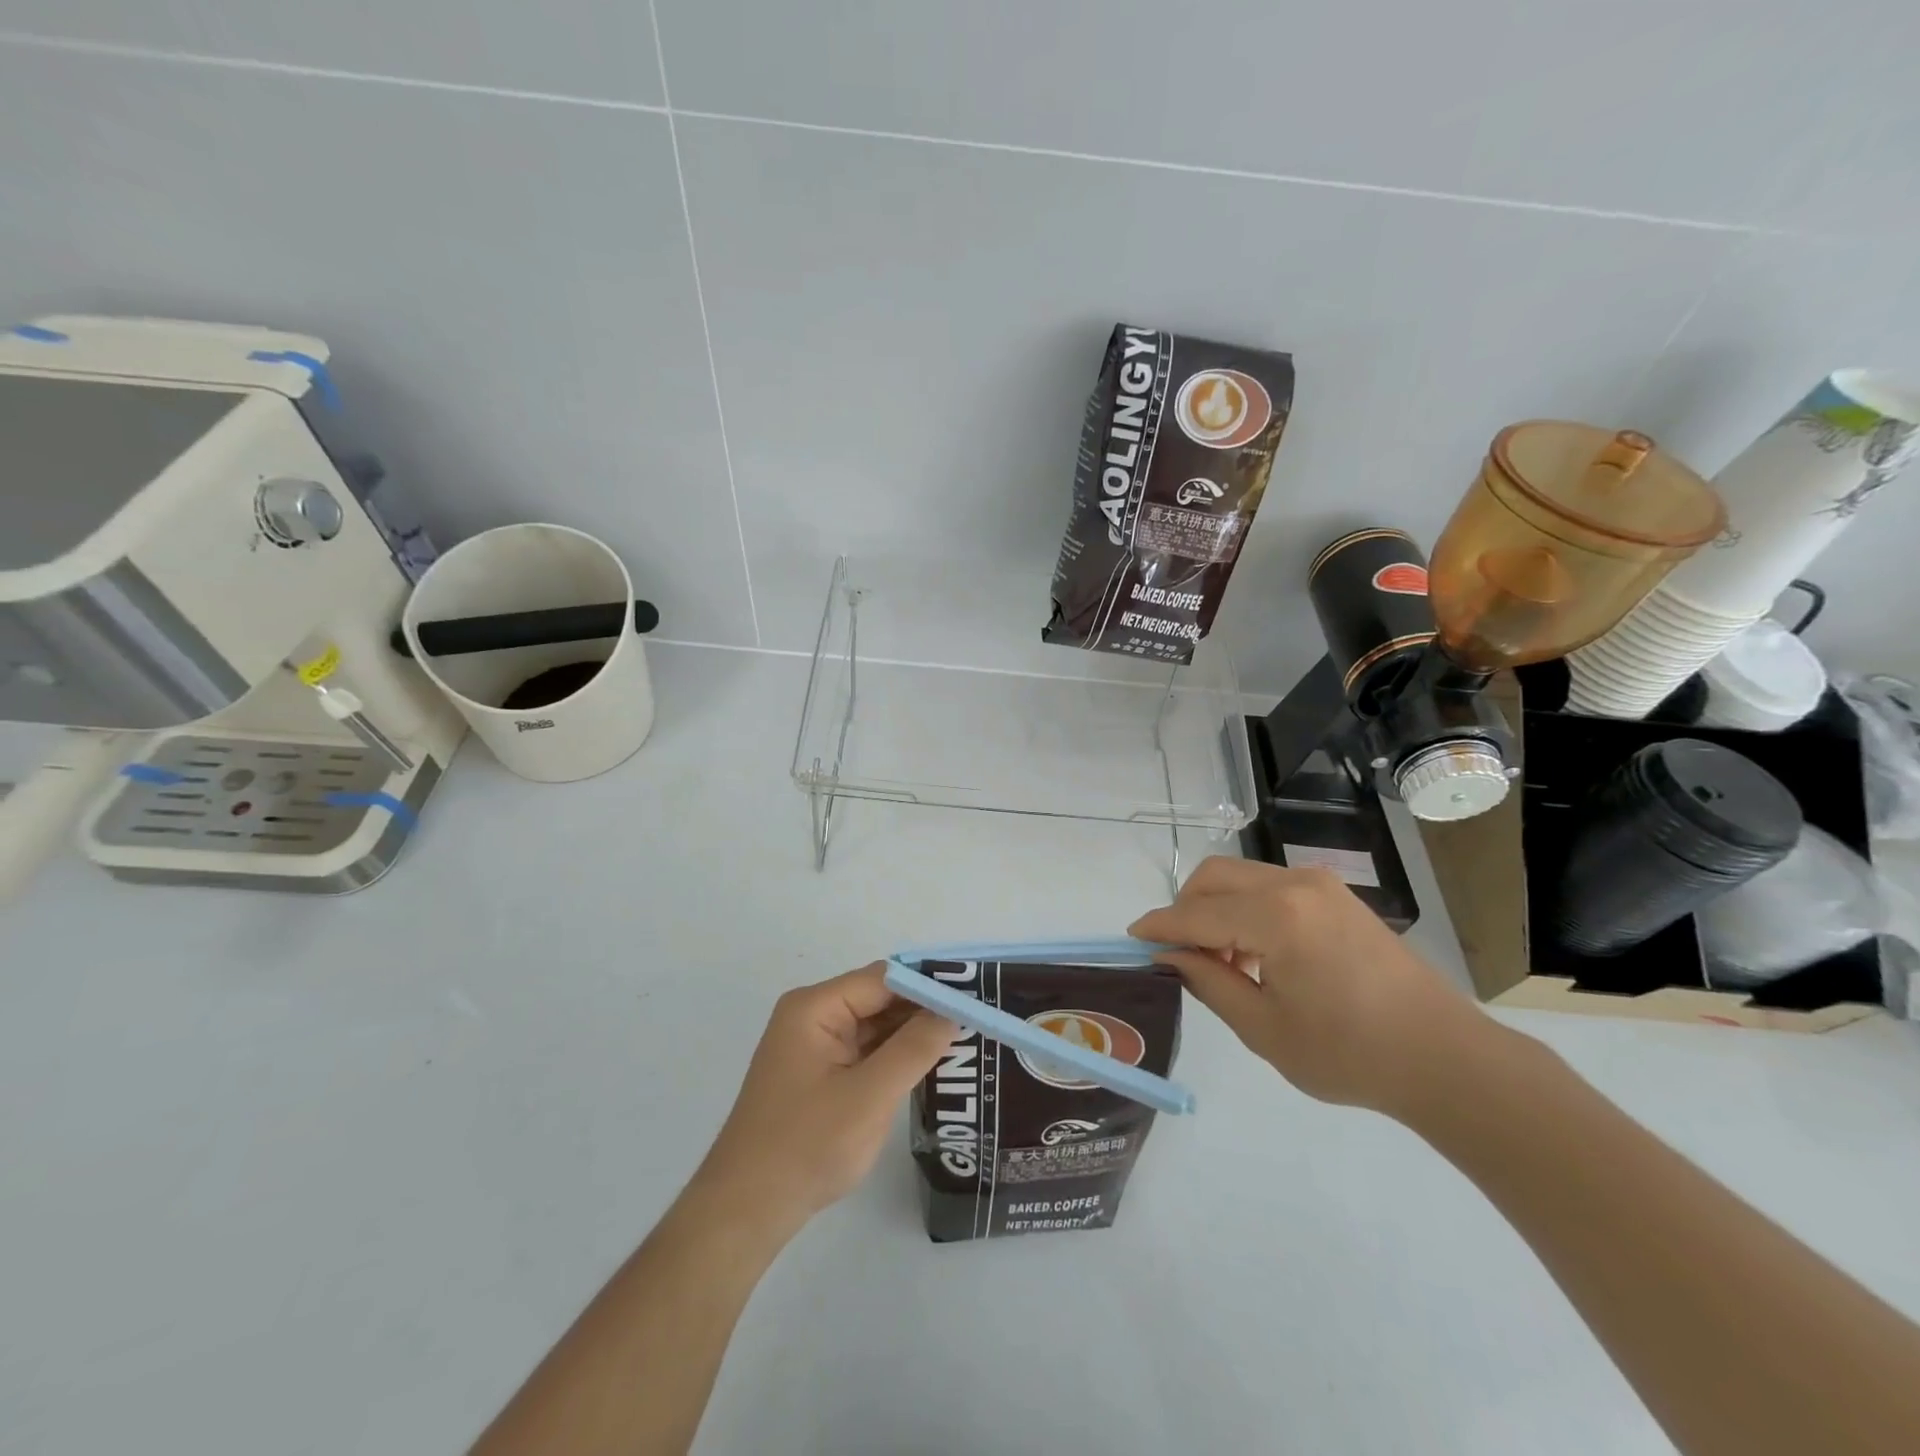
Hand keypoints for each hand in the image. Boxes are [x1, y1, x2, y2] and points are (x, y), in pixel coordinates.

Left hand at [690, 963, 954, 1242]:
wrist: (745, 1212)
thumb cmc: (805, 1147)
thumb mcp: (869, 1096)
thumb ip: (914, 1048)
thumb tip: (952, 1010)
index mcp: (816, 1007)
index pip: (884, 979)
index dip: (929, 984)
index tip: (975, 994)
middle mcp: (813, 1015)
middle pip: (880, 998)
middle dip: (924, 1008)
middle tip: (978, 1018)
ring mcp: (815, 1044)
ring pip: (875, 1025)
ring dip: (912, 1033)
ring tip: (965, 1036)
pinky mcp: (820, 1072)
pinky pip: (865, 1050)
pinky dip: (895, 1055)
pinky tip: (930, 1062)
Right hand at [1129, 857, 1488, 1114]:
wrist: (1445, 1057)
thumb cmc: (1350, 1053)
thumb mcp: (1264, 1028)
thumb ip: (1209, 982)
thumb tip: (1169, 955)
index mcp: (1277, 916)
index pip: (1196, 913)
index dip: (1159, 926)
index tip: (1130, 939)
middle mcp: (1295, 884)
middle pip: (1214, 877)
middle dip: (1185, 909)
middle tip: (1180, 955)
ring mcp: (1320, 884)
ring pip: (1241, 877)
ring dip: (1216, 908)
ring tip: (1222, 962)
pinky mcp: (1336, 895)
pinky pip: (1270, 887)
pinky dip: (1246, 909)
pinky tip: (1257, 954)